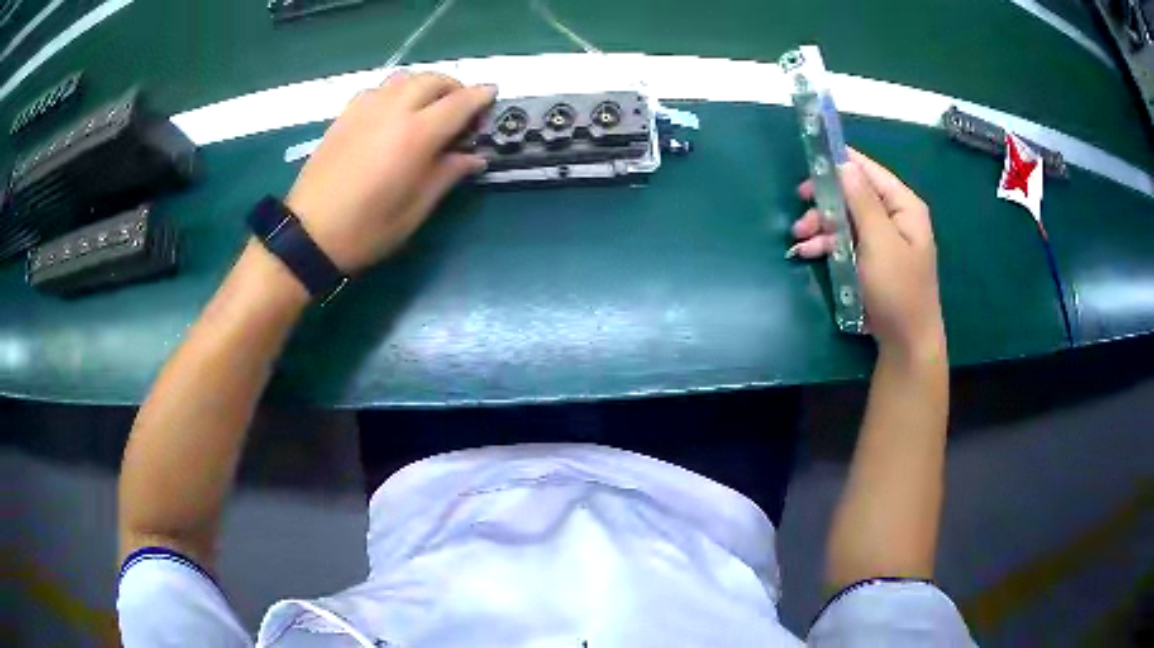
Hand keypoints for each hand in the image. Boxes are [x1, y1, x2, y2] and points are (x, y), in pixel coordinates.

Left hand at [285, 71, 495, 273]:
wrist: (309, 234)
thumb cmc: (367, 229)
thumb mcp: (415, 210)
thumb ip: (447, 175)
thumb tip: (474, 157)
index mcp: (416, 135)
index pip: (458, 103)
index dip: (480, 97)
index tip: (493, 95)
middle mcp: (392, 111)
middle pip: (432, 80)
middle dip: (454, 87)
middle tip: (461, 108)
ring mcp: (365, 109)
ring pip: (404, 78)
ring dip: (425, 85)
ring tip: (429, 107)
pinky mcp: (345, 115)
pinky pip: (379, 89)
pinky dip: (396, 92)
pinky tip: (394, 113)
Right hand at [791, 149, 944, 356]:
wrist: (906, 342)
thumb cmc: (897, 289)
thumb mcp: (880, 242)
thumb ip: (862, 201)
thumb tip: (844, 165)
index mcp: (903, 206)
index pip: (868, 170)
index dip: (840, 163)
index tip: (809, 163)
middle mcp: (893, 217)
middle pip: (853, 194)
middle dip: (826, 201)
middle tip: (800, 205)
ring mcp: (881, 239)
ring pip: (845, 218)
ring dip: (821, 224)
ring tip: (799, 238)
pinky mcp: (870, 259)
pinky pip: (845, 241)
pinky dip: (826, 244)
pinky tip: (807, 252)